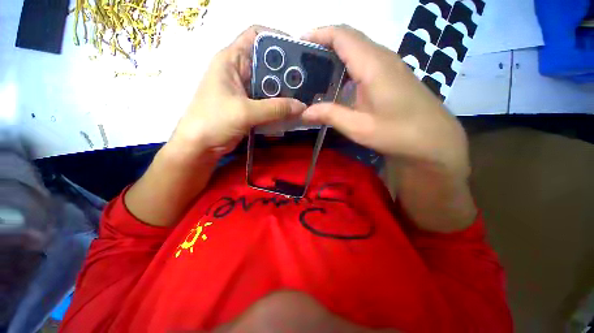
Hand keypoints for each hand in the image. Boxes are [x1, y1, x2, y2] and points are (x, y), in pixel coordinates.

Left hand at [168, 25, 305, 162]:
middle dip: (286, 71)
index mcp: (232, 60)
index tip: (298, 54)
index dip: (277, 40)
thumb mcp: (245, 112)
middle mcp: (239, 71)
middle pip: (267, 62)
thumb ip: (275, 109)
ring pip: (269, 84)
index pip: (256, 36)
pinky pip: (268, 100)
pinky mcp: (248, 105)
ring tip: (302, 96)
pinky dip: (278, 105)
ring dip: (284, 91)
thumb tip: (301, 106)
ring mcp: (244, 89)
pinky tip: (290, 109)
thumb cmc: (214, 122)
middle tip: (305, 82)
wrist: (200, 146)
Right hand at [301, 25, 468, 176]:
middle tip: (303, 62)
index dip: (319, 34)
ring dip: (335, 55)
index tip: (299, 44)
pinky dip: (347, 66)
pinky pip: (365, 61)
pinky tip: (338, 84)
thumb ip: (330, 115)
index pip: (342, 35)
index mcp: (373, 65)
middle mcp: (382, 57)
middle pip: (349, 38)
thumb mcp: (359, 127)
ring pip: (358, 49)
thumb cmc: (397, 133)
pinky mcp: (392, 75)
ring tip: (315, 72)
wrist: (433, 140)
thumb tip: (304, 113)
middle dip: (323, 43)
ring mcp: (390, 65)